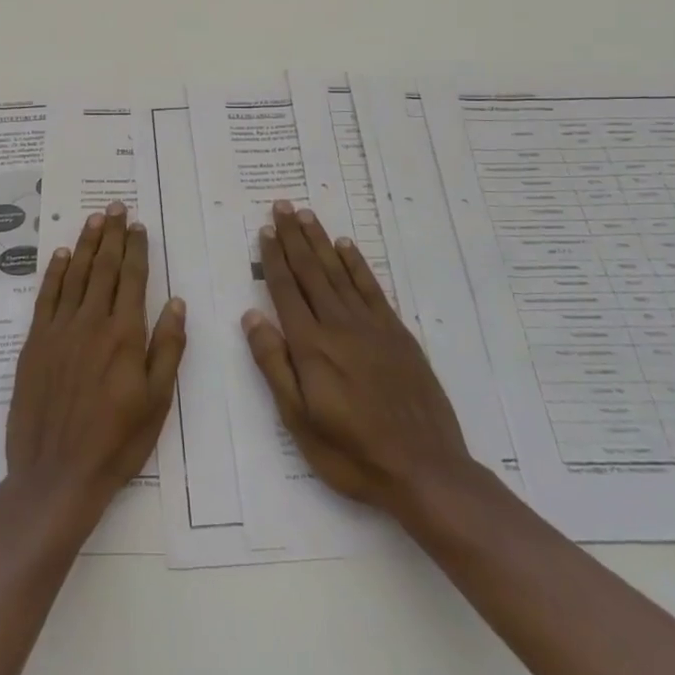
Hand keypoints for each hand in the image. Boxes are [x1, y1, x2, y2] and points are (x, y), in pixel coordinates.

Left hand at [4, 201, 186, 533]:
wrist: (56, 474)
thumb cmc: (116, 442)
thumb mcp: (157, 402)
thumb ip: (167, 348)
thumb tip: (175, 302)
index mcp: (124, 335)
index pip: (132, 278)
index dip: (135, 249)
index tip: (138, 225)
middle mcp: (91, 322)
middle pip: (103, 268)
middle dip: (111, 235)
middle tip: (115, 207)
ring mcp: (59, 330)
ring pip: (74, 275)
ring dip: (85, 244)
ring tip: (93, 219)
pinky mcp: (35, 343)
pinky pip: (46, 296)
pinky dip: (54, 272)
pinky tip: (60, 255)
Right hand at [241, 201, 472, 518]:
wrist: (424, 469)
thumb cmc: (352, 452)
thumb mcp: (299, 420)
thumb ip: (274, 365)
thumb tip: (251, 317)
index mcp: (311, 346)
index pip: (286, 290)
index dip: (273, 258)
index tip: (264, 230)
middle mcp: (339, 325)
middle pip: (311, 271)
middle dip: (293, 237)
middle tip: (282, 206)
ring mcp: (371, 327)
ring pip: (339, 272)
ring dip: (321, 241)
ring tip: (307, 215)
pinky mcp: (397, 334)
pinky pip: (372, 288)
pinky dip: (357, 264)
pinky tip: (347, 246)